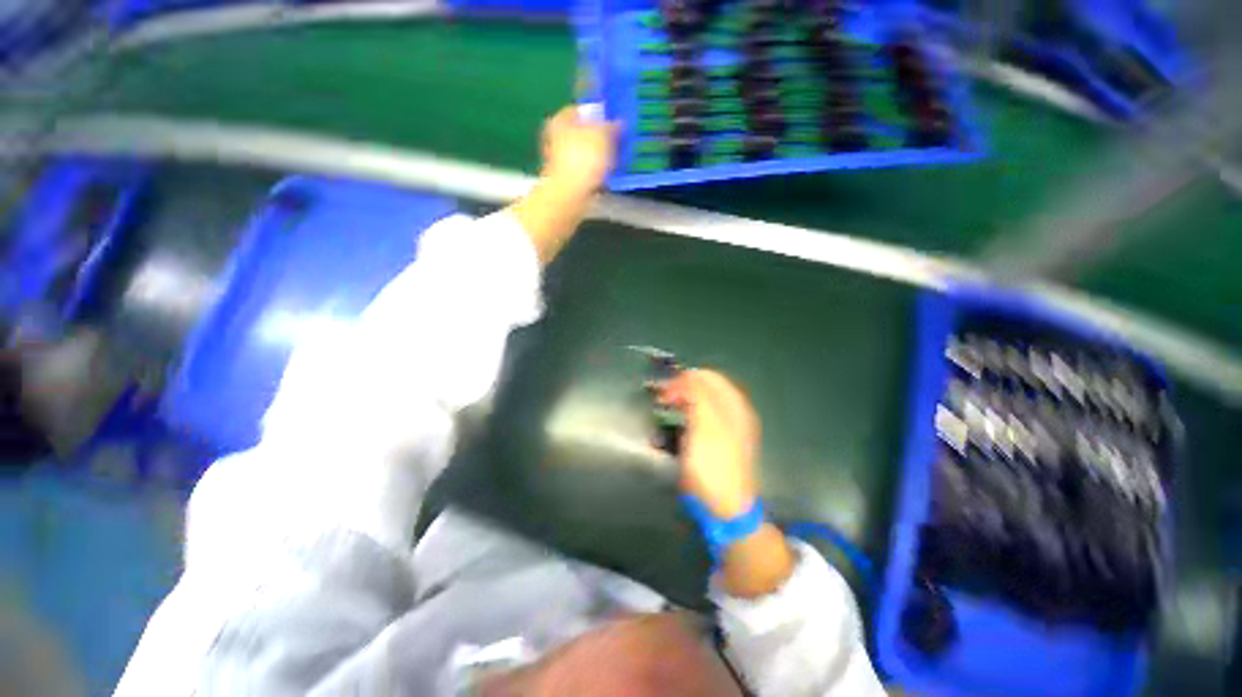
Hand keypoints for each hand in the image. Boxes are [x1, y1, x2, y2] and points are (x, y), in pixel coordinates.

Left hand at [540, 106, 619, 195]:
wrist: (571, 196)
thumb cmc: (582, 161)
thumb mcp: (602, 135)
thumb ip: (611, 126)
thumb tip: (618, 123)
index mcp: (560, 120)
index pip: (581, 110)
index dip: (598, 114)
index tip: (612, 120)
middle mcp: (556, 139)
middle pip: (582, 133)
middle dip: (600, 138)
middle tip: (616, 141)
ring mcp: (561, 162)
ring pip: (586, 155)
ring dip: (600, 158)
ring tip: (615, 161)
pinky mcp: (568, 181)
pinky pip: (587, 173)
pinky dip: (596, 175)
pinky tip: (607, 177)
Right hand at [659, 369, 760, 518]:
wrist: (727, 507)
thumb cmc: (714, 466)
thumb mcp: (705, 427)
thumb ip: (698, 397)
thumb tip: (687, 375)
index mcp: (733, 405)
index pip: (708, 376)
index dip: (685, 378)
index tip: (664, 388)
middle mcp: (733, 411)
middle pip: (706, 387)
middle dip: (682, 387)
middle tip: (662, 397)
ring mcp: (727, 427)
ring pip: (702, 401)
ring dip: (683, 399)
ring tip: (666, 407)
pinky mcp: (718, 441)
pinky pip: (701, 416)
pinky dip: (687, 413)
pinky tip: (677, 422)